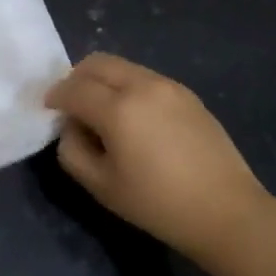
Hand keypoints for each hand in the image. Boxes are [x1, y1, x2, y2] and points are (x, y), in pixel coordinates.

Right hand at [45, 53, 267, 257]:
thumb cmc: (158, 204)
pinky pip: (144, 78)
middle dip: (76, 79)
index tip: (49, 110)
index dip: (54, 97)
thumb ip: (72, 150)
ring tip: (103, 113)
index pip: (73, 88)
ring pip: (121, 66)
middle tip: (72, 105)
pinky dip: (127, 87)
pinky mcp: (187, 94)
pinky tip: (134, 120)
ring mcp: (168, 86)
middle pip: (96, 63)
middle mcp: (142, 85)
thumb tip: (71, 128)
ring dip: (102, 81)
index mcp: (118, 108)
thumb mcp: (101, 186)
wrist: (227, 212)